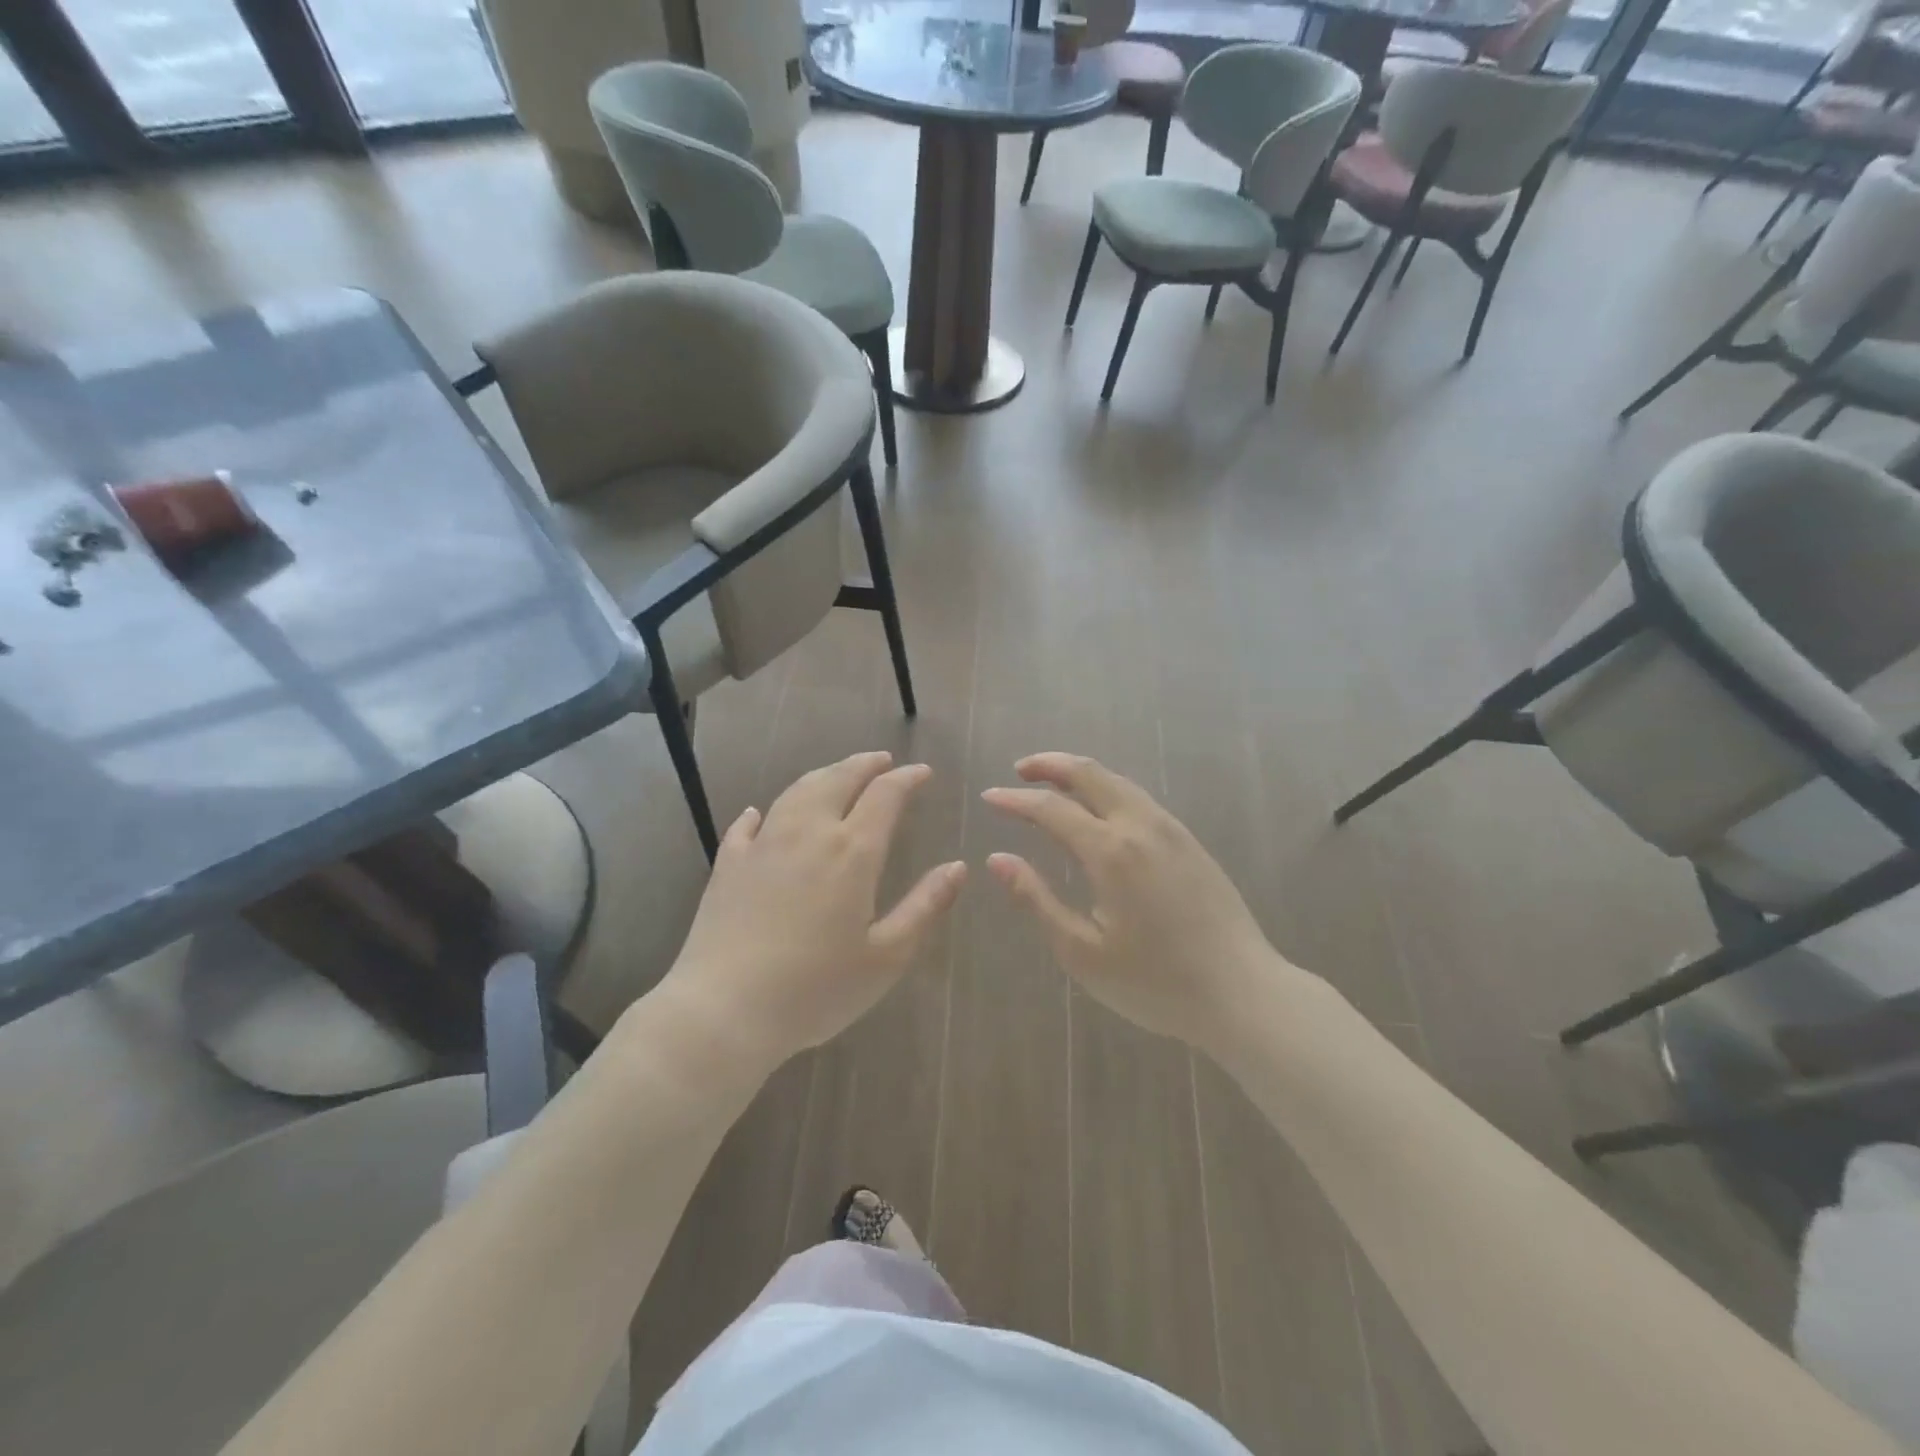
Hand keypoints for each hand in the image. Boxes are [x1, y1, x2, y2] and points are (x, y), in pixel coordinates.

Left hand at [656, 751, 965, 1075]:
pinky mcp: (728, 864)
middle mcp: (808, 833)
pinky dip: (763, 812)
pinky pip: (747, 825)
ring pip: (796, 792)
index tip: (922, 772)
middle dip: (864, 764)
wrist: (724, 1010)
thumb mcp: (886, 956)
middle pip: (837, 779)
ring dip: (822, 775)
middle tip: (882, 760)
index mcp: (852, 852)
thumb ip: (925, 907)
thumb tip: (958, 867)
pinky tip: (762, 813)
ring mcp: (763, 845)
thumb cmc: (815, 989)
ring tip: (837, 774)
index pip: (885, 796)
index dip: (906, 778)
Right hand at [982, 753, 1283, 1050]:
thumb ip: (1037, 900)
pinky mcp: (1189, 841)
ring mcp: (1171, 830)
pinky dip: (1107, 789)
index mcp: (1111, 852)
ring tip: (1052, 784)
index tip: (988, 796)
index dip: (1015, 800)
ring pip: (1118, 781)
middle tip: (1019, 771)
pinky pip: (1139, 798)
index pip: (1051, 808)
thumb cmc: (1155, 983)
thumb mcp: (1083, 952)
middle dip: (1050, 764)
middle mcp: (1141, 826)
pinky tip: (1099, 810)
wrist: (1243, 993)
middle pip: (1090, 774)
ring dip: (1080, 774)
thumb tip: (998, 860)